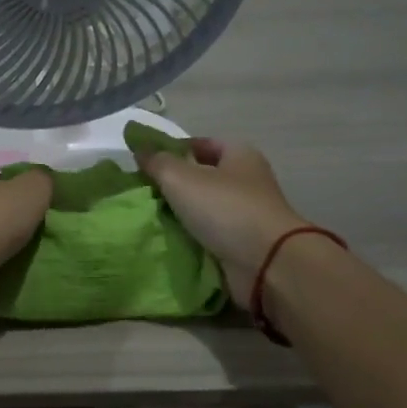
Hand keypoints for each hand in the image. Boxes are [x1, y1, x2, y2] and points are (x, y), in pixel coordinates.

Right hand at [136, 138, 306, 299]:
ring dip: (181, 213)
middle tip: (144, 193)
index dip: (173, 150)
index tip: (146, 163)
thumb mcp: (181, 178)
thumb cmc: (225, 209)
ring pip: (204, 208)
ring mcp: (246, 214)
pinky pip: (209, 234)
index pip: (201, 144)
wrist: (266, 263)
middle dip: (174, 184)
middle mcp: (246, 181)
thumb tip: (140, 150)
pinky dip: (191, 237)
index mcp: (239, 155)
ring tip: (150, 217)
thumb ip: (158, 162)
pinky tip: (168, 239)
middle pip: (202, 176)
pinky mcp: (243, 243)